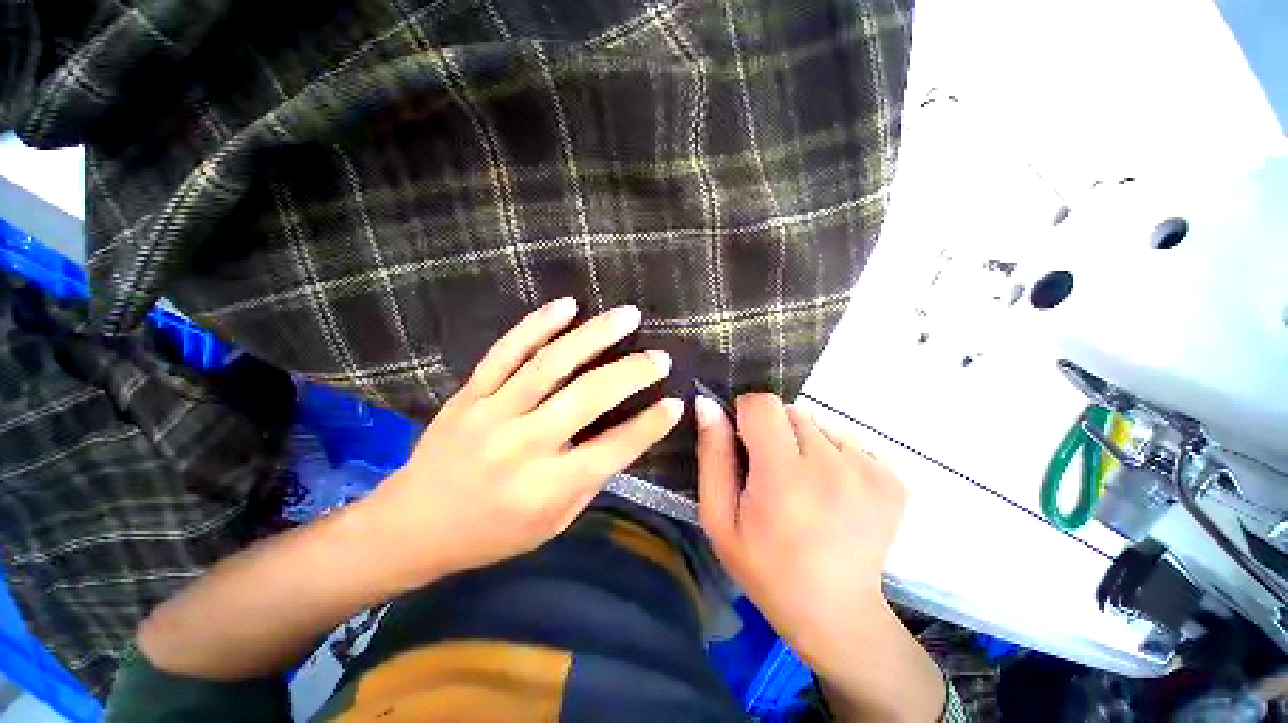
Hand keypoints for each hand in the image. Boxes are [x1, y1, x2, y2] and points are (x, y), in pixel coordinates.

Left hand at [359, 298, 681, 587]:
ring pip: (551, 364)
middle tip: (660, 357)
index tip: (675, 403)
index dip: (649, 425)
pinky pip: (506, 351)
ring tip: (626, 316)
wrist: (411, 526)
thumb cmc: (490, 534)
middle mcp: (523, 445)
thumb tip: (624, 438)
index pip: (612, 449)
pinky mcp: (471, 393)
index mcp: (546, 487)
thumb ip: (589, 480)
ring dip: (594, 335)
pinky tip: (567, 306)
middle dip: (631, 373)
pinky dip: (538, 324)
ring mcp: (493, 413)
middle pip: (587, 398)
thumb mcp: (552, 524)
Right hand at [695, 393, 904, 652]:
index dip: (746, 414)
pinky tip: (831, 490)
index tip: (744, 441)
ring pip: (819, 423)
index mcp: (784, 477)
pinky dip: (833, 455)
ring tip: (803, 484)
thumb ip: (712, 455)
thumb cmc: (765, 567)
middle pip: (791, 412)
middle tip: (772, 472)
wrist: (836, 613)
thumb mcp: (719, 518)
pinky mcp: (891, 479)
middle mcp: (833, 466)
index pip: (763, 405)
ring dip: (804, 442)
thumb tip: (707, 404)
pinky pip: (848, 441)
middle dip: (774, 431)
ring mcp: (870, 471)